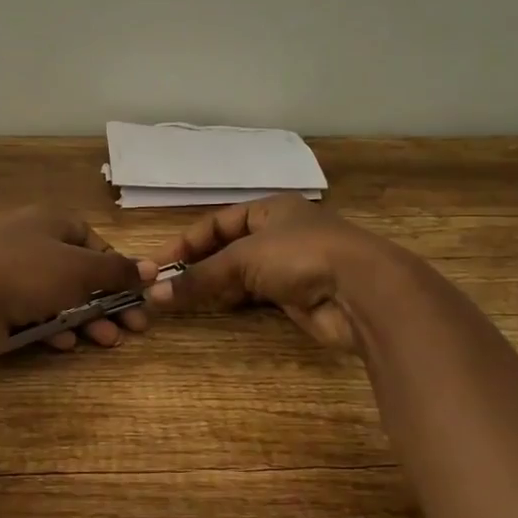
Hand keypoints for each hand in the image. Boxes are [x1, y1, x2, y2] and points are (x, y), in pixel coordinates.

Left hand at [0, 208, 150, 359]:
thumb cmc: (27, 274)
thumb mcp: (80, 270)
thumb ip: (117, 271)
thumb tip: (151, 268)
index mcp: (48, 221)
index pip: (90, 237)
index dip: (114, 263)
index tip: (132, 289)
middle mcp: (29, 242)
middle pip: (78, 271)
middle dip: (107, 300)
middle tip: (133, 327)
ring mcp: (9, 273)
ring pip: (58, 295)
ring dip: (87, 319)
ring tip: (108, 341)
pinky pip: (33, 313)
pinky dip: (54, 327)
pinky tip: (67, 345)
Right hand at [144, 194, 407, 351]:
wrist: (362, 291)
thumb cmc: (300, 255)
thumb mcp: (243, 259)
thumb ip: (199, 277)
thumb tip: (155, 294)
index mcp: (269, 209)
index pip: (217, 222)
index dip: (185, 242)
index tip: (157, 265)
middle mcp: (279, 233)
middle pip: (228, 248)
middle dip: (198, 265)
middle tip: (166, 285)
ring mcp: (290, 265)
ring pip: (242, 273)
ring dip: (215, 285)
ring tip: (184, 299)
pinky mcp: (298, 295)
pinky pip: (257, 295)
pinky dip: (235, 300)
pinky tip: (217, 308)